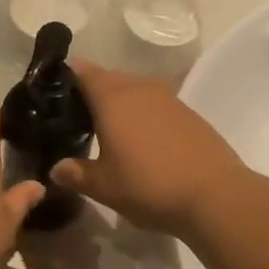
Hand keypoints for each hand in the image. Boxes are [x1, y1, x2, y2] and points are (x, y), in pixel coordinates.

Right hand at [49, 64, 245, 236]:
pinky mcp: (189, 113)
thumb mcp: (105, 187)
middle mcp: (140, 89)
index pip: (83, 72)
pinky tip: (142, 139)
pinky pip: (156, 104)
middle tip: (77, 116)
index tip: (53, 92)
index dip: (67, 77)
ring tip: (108, 128)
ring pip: (135, 89)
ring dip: (120, 102)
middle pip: (109, 78)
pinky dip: (143, 114)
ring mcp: (169, 99)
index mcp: (113, 99)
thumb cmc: (149, 186)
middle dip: (92, 91)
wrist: (215, 195)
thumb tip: (56, 168)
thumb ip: (77, 174)